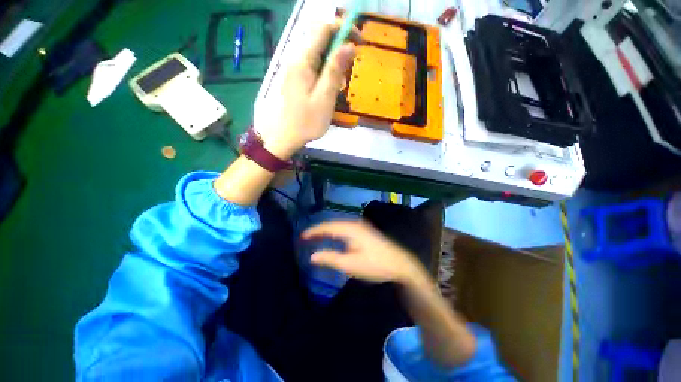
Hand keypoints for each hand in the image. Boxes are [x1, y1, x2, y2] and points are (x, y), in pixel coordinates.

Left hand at [257, 21, 358, 159]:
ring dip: (334, 63)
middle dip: (340, 48)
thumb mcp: (324, 98)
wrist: (286, 136)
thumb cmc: (306, 122)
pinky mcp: (298, 77)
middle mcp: (297, 59)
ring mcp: (296, 68)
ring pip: (320, 53)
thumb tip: (349, 45)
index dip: (343, 29)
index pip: (323, 29)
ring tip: (339, 87)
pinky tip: (329, 90)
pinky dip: (327, 72)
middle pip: (321, 39)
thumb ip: (335, 71)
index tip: (360, 42)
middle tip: (349, 70)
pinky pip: (315, 66)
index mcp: (303, 61)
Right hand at [301, 220, 428, 284]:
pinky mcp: (364, 231)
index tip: (301, 237)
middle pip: (332, 224)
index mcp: (350, 229)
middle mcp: (354, 223)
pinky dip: (335, 232)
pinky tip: (333, 237)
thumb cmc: (375, 264)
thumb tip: (312, 256)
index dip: (313, 231)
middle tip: (306, 238)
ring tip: (316, 237)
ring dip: (327, 231)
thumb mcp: (351, 264)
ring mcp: (361, 226)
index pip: (327, 227)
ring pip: (339, 225)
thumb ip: (330, 258)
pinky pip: (345, 228)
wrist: (400, 263)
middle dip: (319, 230)